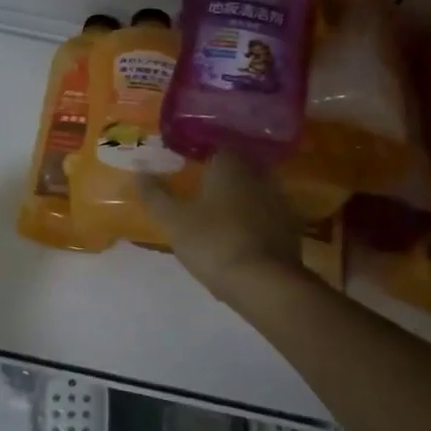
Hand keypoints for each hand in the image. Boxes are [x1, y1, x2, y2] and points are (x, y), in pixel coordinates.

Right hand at [140, 153, 304, 309]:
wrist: (264, 283)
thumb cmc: (213, 243)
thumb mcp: (174, 221)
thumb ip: (155, 195)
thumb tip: (139, 172)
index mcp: (231, 166)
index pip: (219, 147)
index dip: (204, 154)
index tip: (189, 164)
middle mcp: (259, 176)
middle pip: (240, 167)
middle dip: (224, 176)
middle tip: (202, 189)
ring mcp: (279, 202)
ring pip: (256, 191)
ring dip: (241, 198)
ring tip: (220, 214)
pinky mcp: (291, 229)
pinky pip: (267, 215)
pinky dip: (255, 220)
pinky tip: (240, 236)